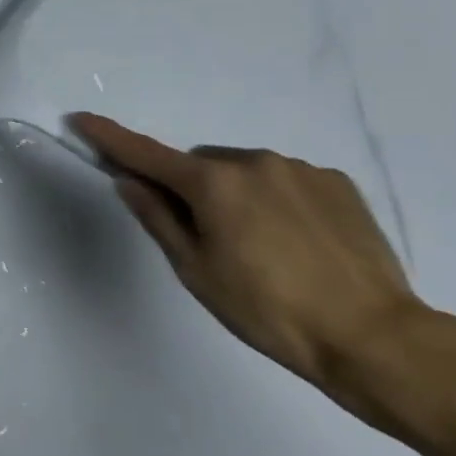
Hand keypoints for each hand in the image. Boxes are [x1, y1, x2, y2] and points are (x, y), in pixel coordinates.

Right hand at [70, 114, 421, 388]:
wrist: (373, 337)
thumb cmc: (268, 310)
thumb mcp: (197, 271)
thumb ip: (158, 219)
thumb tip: (128, 181)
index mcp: (213, 184)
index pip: (146, 154)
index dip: (110, 137)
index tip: (82, 118)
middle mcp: (254, 161)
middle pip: (200, 165)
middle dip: (191, 189)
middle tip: (206, 238)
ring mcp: (300, 168)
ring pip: (244, 171)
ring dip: (235, 194)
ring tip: (261, 247)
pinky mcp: (337, 182)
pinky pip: (285, 180)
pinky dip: (274, 199)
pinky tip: (295, 242)